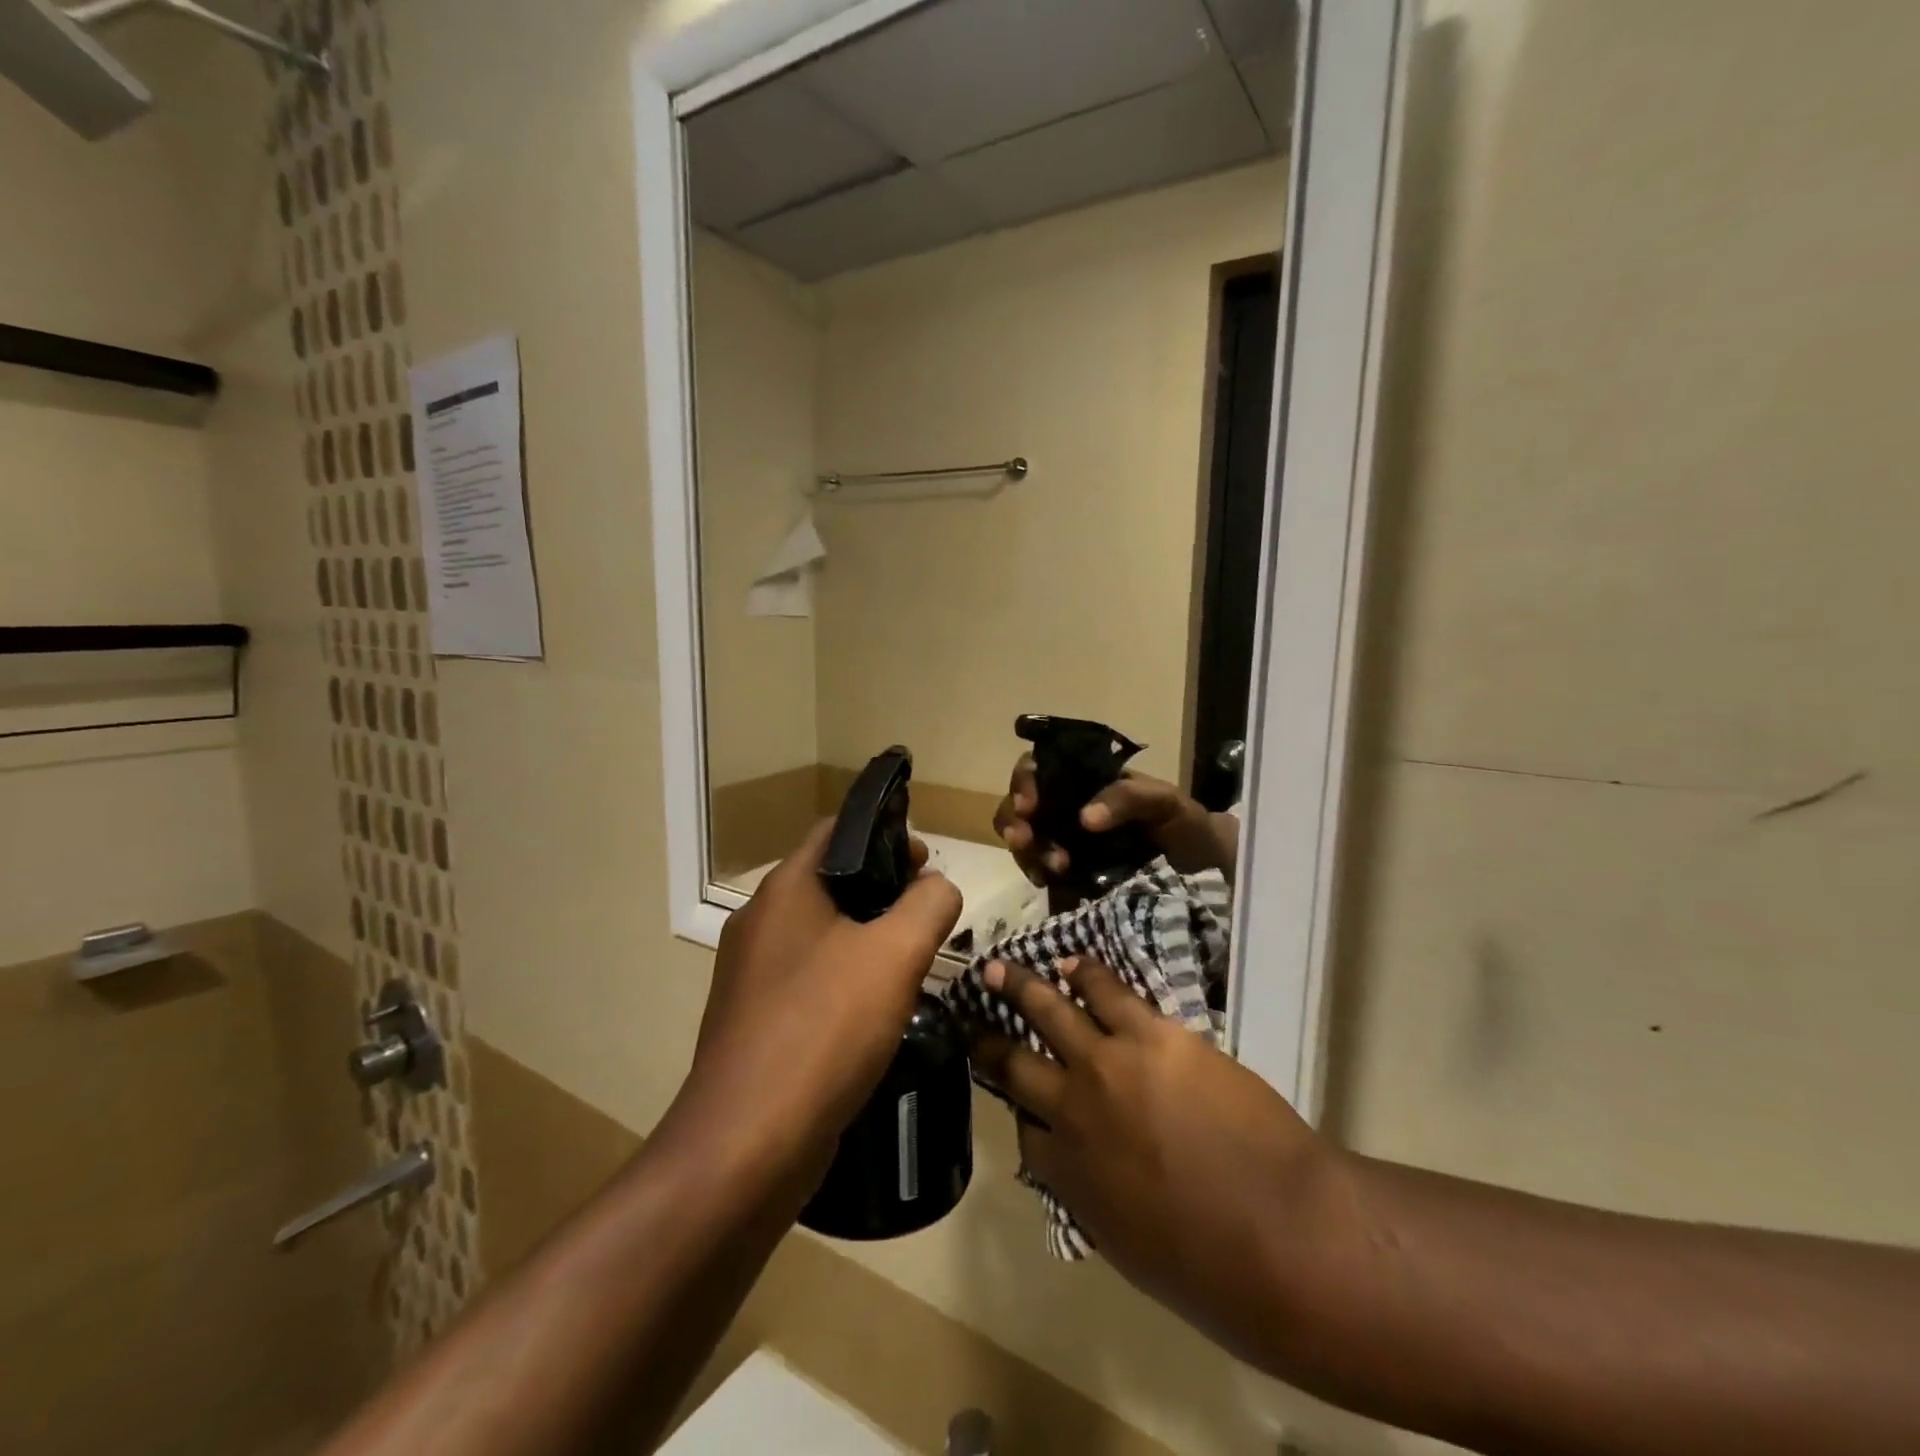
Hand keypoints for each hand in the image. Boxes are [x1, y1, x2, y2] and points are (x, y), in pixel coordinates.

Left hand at [679, 822, 961, 1193]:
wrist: (746, 1145)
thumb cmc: (823, 1029)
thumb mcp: (895, 954)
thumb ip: (929, 905)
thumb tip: (937, 887)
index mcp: (785, 890)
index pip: (837, 832)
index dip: (886, 835)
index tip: (927, 862)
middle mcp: (761, 922)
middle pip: (832, 883)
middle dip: (885, 890)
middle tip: (930, 915)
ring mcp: (753, 975)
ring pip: (824, 935)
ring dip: (869, 938)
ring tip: (914, 962)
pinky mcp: (758, 1021)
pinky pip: (812, 981)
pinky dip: (848, 980)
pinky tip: (880, 1011)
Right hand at [970, 957, 1327, 1323]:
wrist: (1281, 1231)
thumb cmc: (1212, 1267)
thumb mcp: (1131, 1248)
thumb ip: (1096, 1200)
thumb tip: (1086, 1171)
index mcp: (1067, 1173)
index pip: (1025, 1133)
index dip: (1021, 1112)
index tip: (1020, 1100)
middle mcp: (1072, 1109)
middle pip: (1015, 1063)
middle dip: (987, 1038)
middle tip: (970, 1015)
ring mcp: (1109, 1063)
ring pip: (1051, 1011)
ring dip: (1022, 987)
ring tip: (1001, 967)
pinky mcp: (1152, 1034)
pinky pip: (1109, 992)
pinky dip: (1087, 974)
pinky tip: (1073, 963)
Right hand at [991, 757, 1237, 881]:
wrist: (1205, 874)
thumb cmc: (1186, 826)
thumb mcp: (1165, 802)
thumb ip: (1129, 797)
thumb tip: (1084, 818)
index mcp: (1086, 781)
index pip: (1041, 768)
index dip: (1025, 781)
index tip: (1029, 803)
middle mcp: (1067, 806)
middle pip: (1020, 803)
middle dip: (1013, 819)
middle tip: (1024, 839)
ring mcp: (1065, 840)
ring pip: (1023, 837)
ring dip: (1025, 849)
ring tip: (1050, 867)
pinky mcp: (1068, 875)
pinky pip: (1036, 868)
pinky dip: (1034, 871)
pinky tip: (1047, 880)